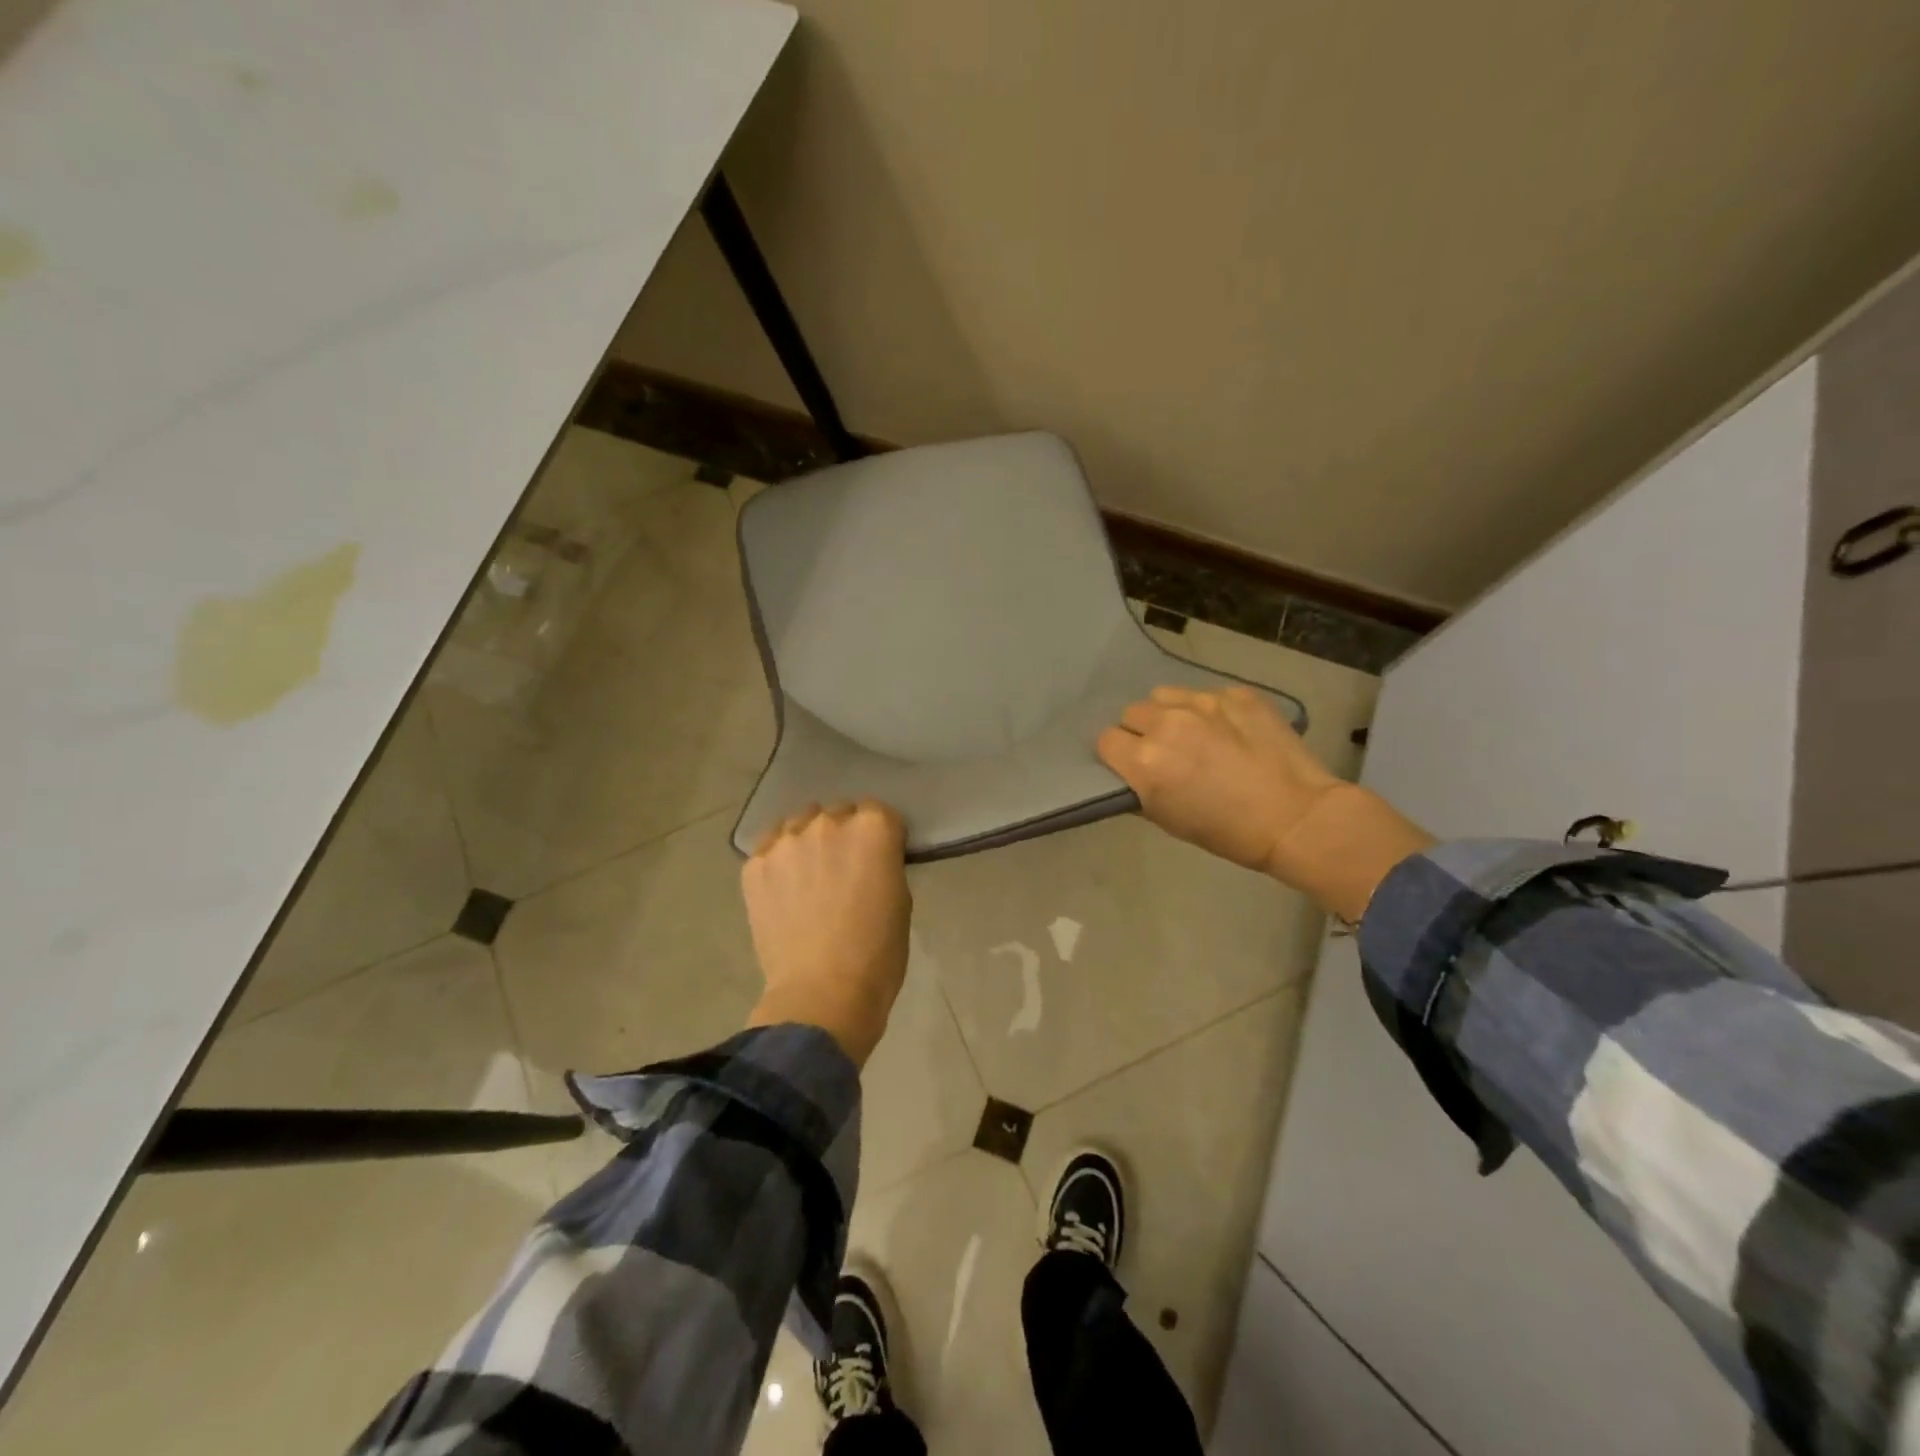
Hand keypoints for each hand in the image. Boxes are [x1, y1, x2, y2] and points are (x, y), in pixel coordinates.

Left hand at [741, 800, 911, 1067]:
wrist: (822, 994)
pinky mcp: (754, 865)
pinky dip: (778, 862)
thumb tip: (868, 861)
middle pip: (837, 813)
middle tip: (842, 869)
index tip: (877, 858)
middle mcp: (828, 822)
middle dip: (842, 835)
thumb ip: (884, 865)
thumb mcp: (900, 900)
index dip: (879, 836)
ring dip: (807, 841)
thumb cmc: (877, 953)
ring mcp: (785, 841)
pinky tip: (783, 890)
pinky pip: (769, 849)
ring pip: (798, 824)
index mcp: (872, 828)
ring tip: (807, 875)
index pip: (878, 812)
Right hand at [1097, 685, 1431, 920]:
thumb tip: (1132, 773)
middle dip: (1142, 731)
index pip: (1106, 740)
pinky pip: (1205, 695)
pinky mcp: (1236, 694)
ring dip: (1169, 713)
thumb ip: (1140, 789)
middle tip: (1165, 752)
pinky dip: (1208, 711)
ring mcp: (1204, 703)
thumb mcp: (1168, 820)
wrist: (1296, 817)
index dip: (1117, 754)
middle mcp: (1168, 723)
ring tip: (1193, 733)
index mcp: (1145, 760)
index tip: (1131, 766)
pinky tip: (1229, 732)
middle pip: (1133, 713)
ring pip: (1165, 695)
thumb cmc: (1227, 832)